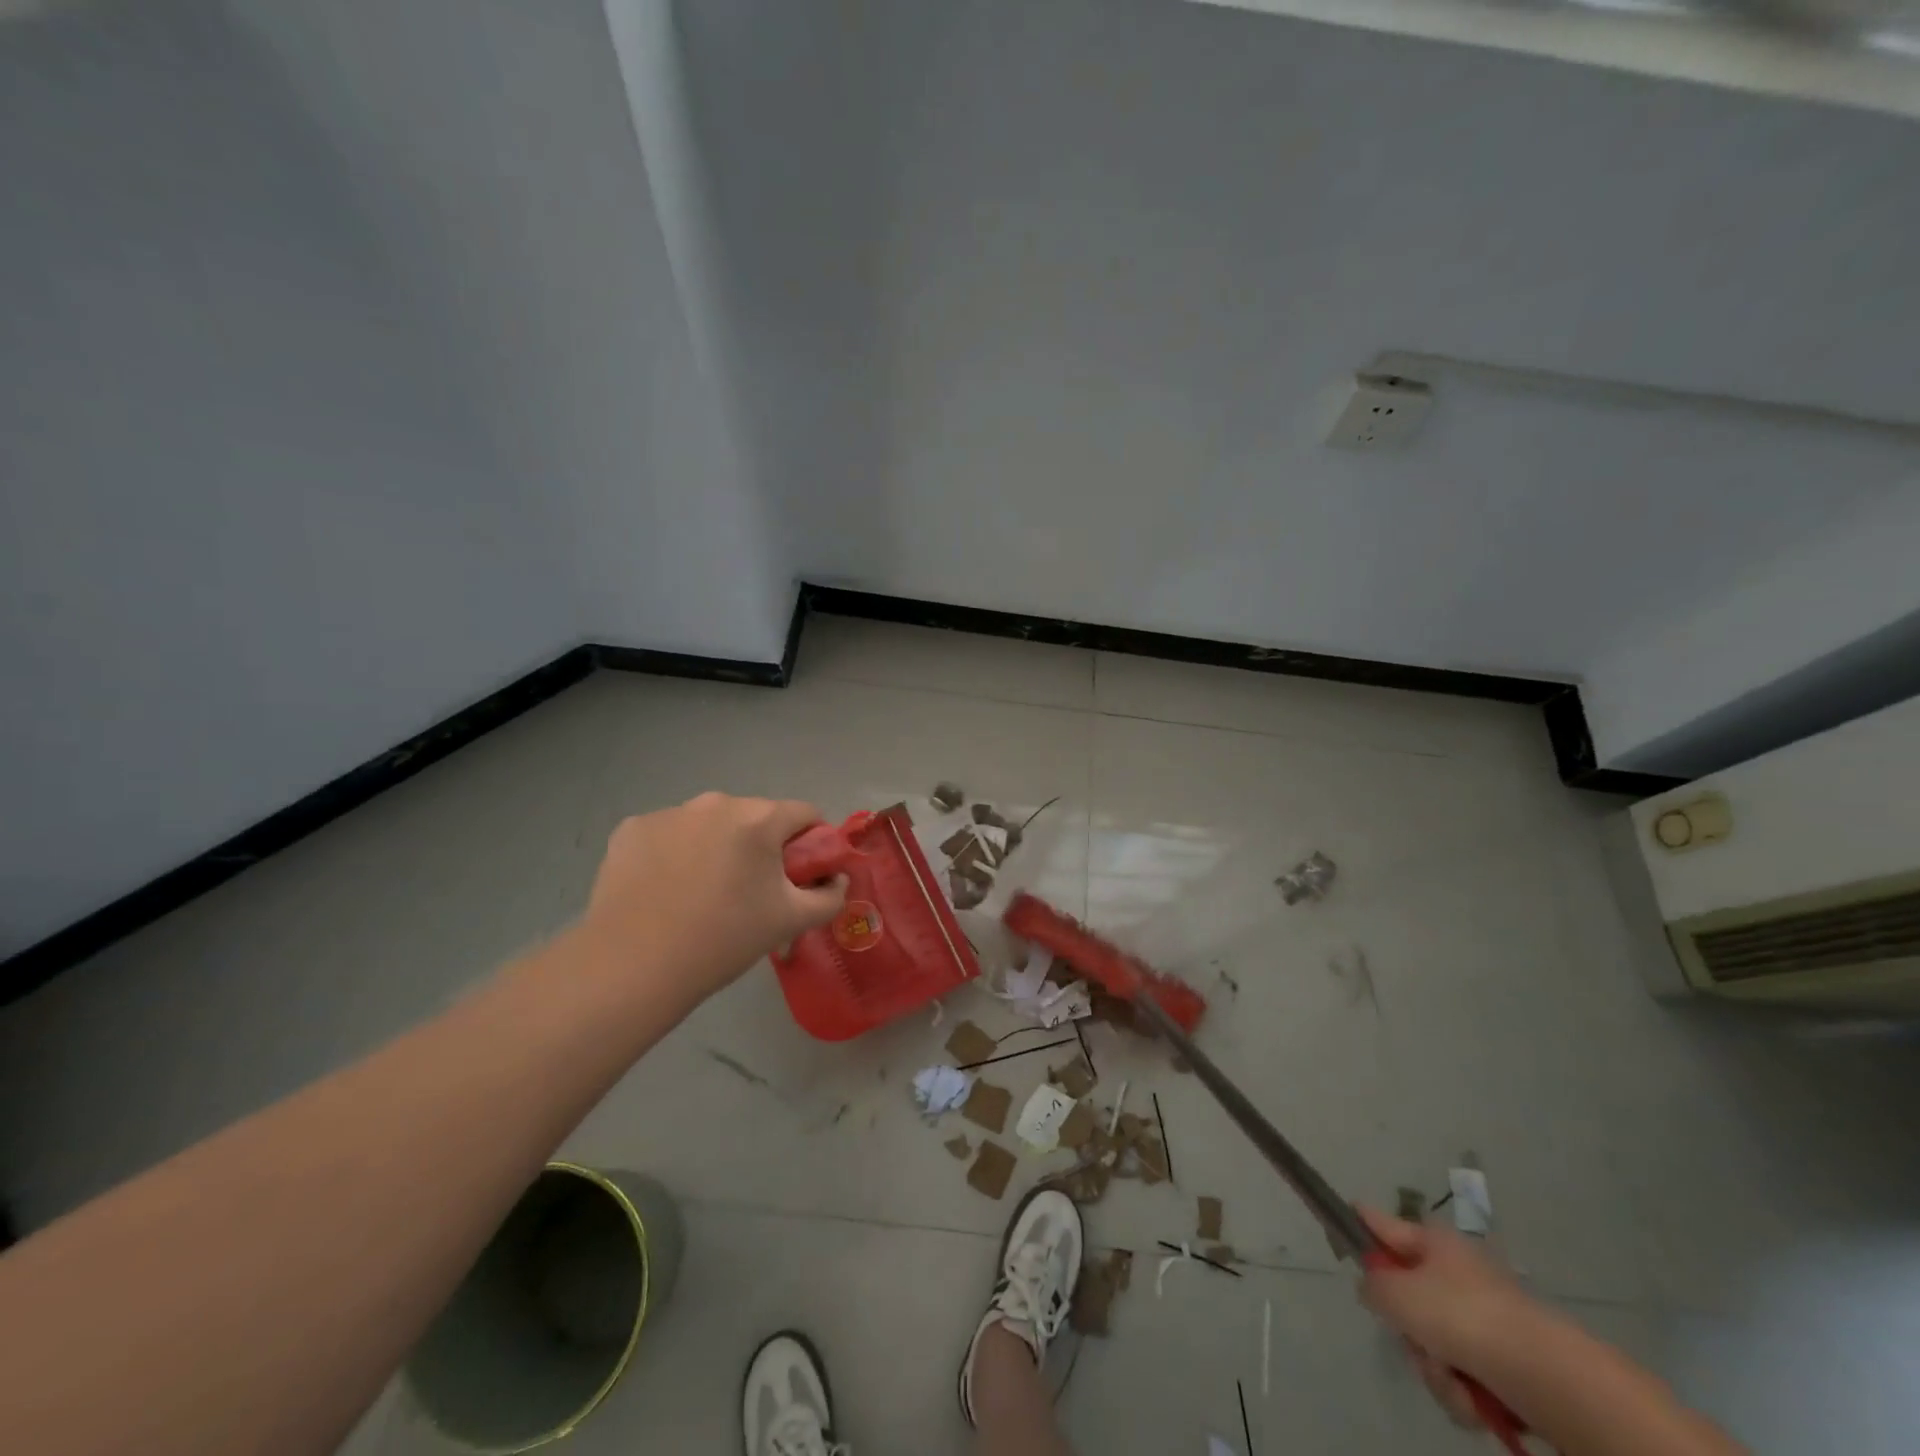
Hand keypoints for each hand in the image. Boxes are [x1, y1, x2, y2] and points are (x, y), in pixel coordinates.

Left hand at [577, 793, 846, 1007]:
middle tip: (751, 891)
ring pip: (710, 824)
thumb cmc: (723, 940)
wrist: (633, 965)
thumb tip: (837, 879)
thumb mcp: (791, 922)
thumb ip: (830, 896)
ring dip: (717, 846)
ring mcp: (669, 813)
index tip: (801, 875)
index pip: (804, 814)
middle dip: (761, 845)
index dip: (812, 842)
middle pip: (755, 816)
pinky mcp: (631, 829)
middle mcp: (715, 803)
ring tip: (703, 893)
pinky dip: (675, 853)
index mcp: (759, 819)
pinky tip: (665, 890)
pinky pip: (669, 834)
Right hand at [1357, 1208, 1543, 1428]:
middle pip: (1406, 1297)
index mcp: (1432, 1241)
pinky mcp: (1502, 1363)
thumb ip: (1372, 1285)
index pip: (1380, 1222)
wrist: (1547, 1377)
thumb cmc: (1463, 1317)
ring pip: (1431, 1343)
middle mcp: (1455, 1272)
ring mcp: (1481, 1318)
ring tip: (1453, 1380)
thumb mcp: (1398, 1294)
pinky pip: (1460, 1375)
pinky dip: (1462, 1393)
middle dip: (1406, 1331)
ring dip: (1434, 1369)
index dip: (1358, 1221)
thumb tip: (1373, 1288)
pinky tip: (1474, 1401)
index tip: (1340, 1217)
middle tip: (1413, 1341)